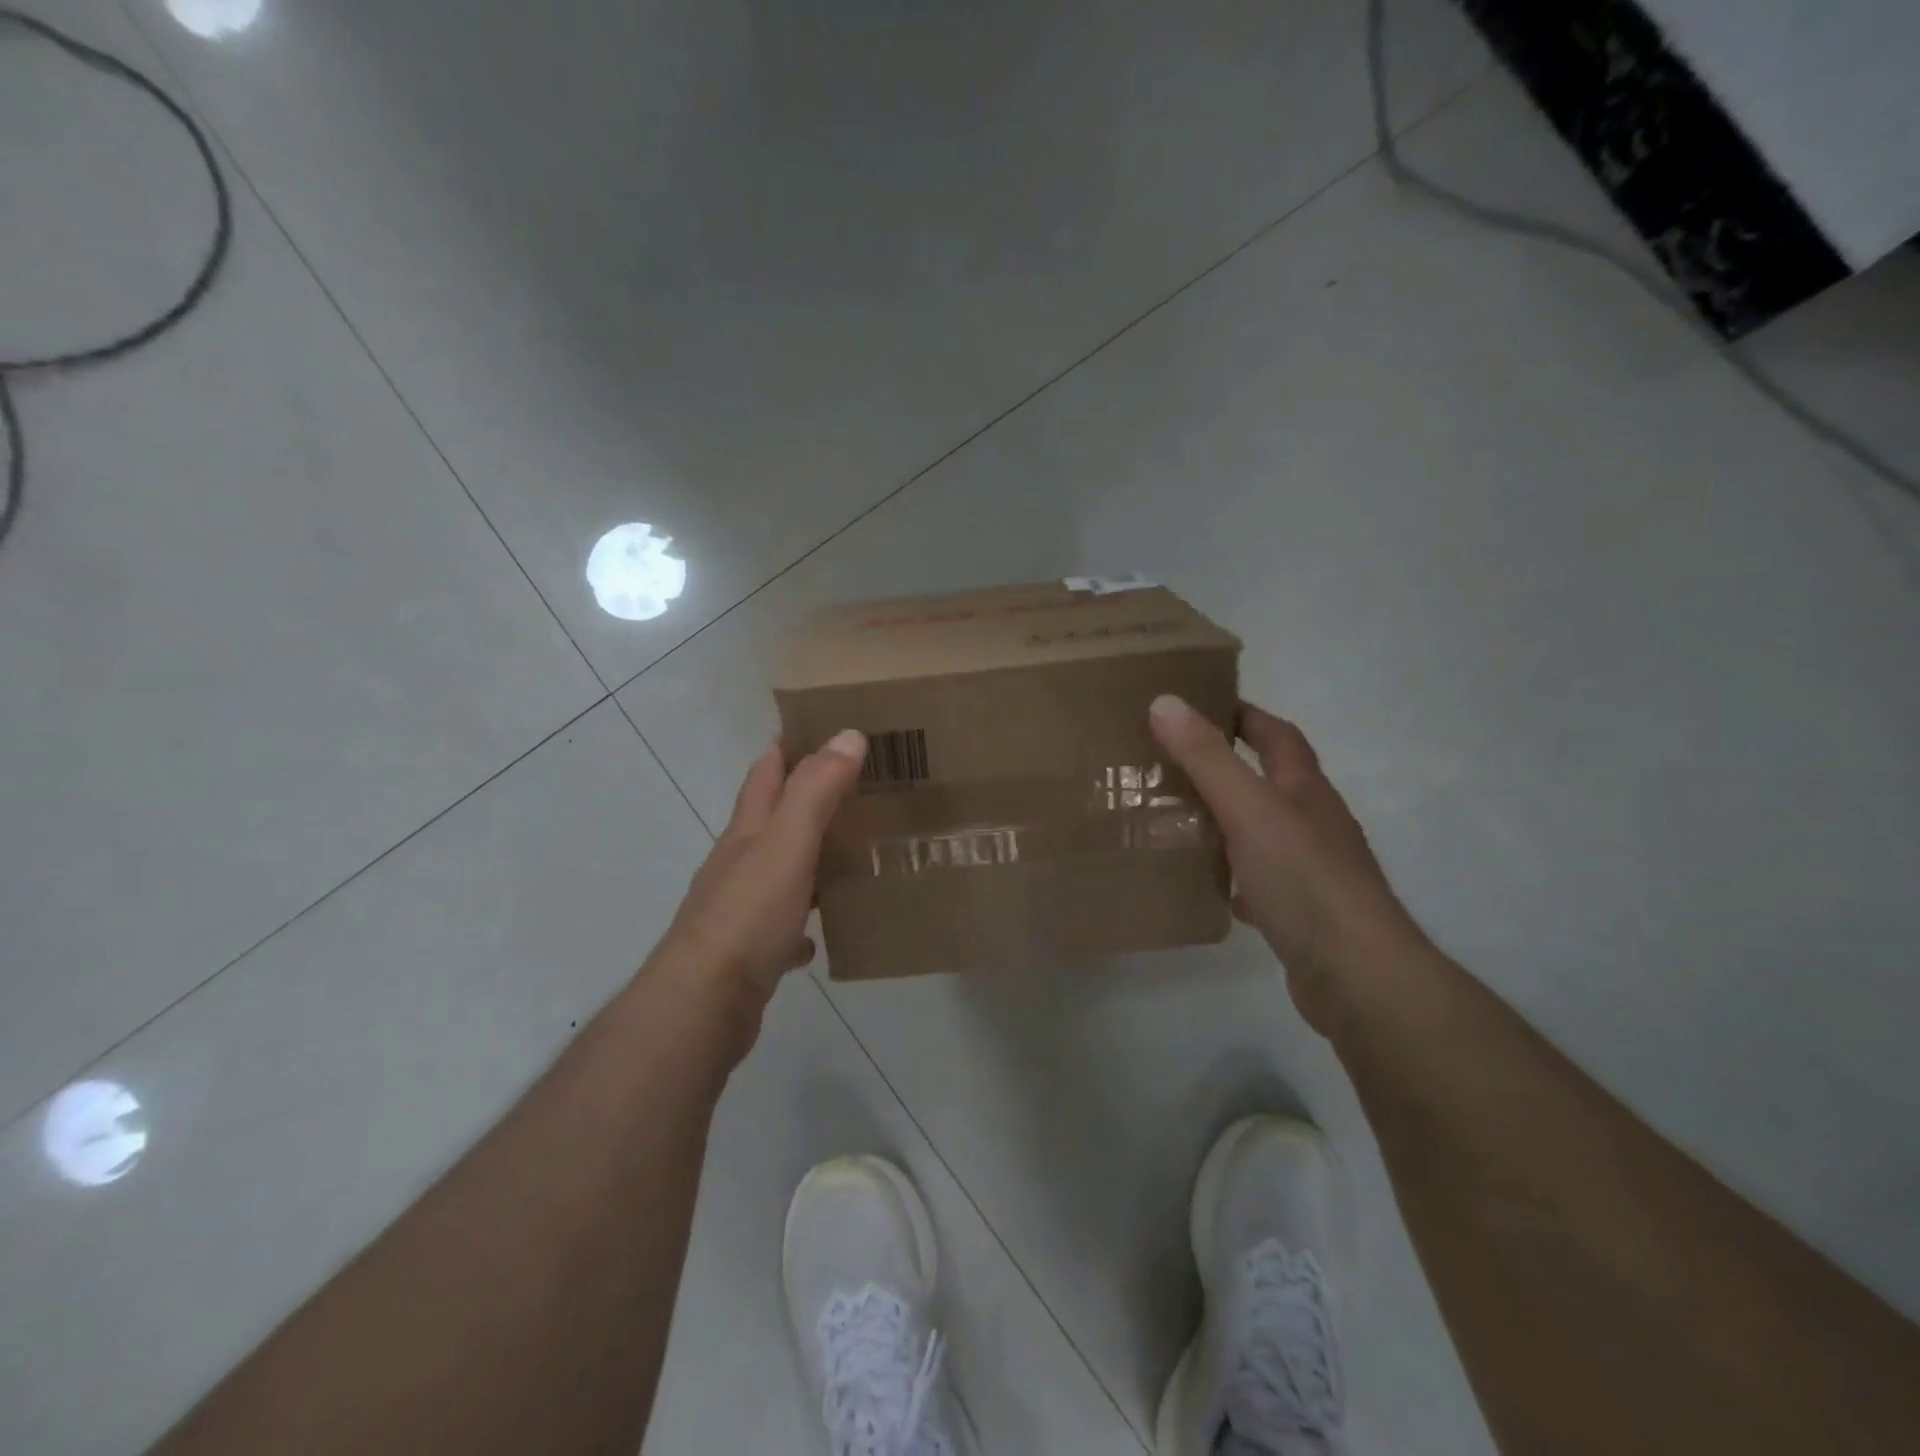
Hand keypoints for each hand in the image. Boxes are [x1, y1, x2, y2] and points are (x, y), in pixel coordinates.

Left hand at [656, 729, 867, 1005]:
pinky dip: (803, 920)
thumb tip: (847, 735)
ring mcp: (740, 908)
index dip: (788, 745)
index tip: (822, 727)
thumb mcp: (787, 843)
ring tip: (851, 854)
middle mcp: (739, 863)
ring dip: (808, 858)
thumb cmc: (748, 914)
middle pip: (771, 819)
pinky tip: (823, 930)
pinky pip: (783, 926)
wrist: (705, 1002)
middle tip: (857, 789)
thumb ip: (816, 790)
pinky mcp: (748, 951)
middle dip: (806, 799)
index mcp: (747, 832)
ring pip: (779, 870)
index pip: (765, 772)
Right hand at [1148, 695, 1431, 1032]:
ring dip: (1224, 825)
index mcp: (1305, 791)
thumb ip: (1207, 758)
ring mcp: (1311, 871)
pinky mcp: (1301, 914)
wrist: (1357, 975)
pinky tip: (1207, 886)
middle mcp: (1313, 824)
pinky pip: (1258, 883)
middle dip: (1224, 770)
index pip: (1278, 736)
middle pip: (1268, 783)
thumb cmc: (1304, 879)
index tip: (1201, 705)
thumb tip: (1166, 702)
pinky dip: (1232, 878)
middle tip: (1169, 767)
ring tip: (1175, 824)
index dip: (1244, 716)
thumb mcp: (1249, 809)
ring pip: (1260, 834)